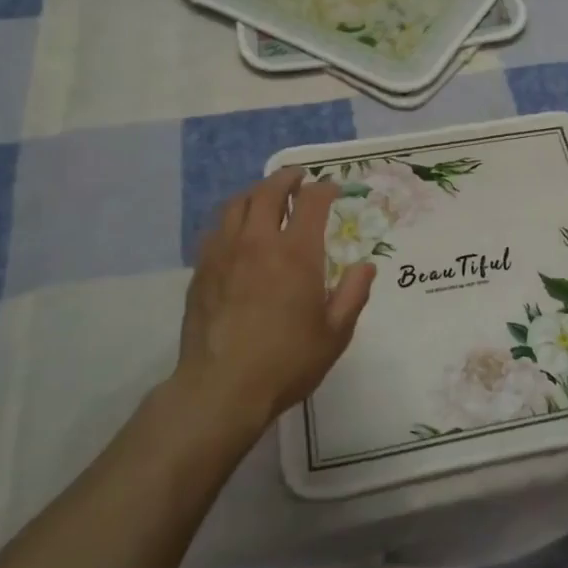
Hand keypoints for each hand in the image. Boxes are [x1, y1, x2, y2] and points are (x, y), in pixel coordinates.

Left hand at [175, 168, 375, 433]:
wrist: (221, 389)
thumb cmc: (286, 361)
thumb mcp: (335, 333)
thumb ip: (354, 294)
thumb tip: (366, 266)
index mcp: (296, 253)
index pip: (311, 201)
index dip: (324, 188)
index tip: (333, 189)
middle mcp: (258, 242)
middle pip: (268, 191)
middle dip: (286, 178)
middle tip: (297, 178)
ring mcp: (224, 254)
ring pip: (236, 204)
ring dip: (255, 193)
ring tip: (265, 197)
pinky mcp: (202, 271)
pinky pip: (216, 229)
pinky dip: (232, 219)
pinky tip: (237, 232)